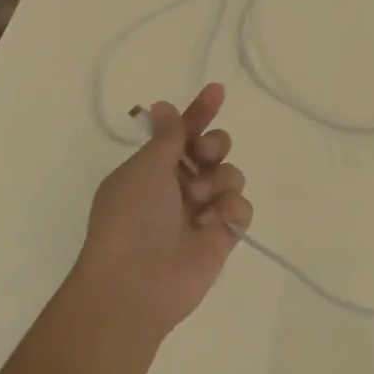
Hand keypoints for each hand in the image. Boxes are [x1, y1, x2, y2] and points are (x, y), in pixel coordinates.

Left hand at [74, 84, 252, 340]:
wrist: (136, 283)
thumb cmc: (131, 218)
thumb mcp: (145, 168)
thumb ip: (167, 136)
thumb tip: (162, 104)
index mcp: (153, 168)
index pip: (183, 131)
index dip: (200, 111)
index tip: (218, 90)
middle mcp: (179, 186)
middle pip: (214, 149)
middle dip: (215, 145)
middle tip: (205, 156)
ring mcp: (202, 211)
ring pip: (231, 175)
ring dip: (218, 181)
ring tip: (200, 202)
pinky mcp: (223, 235)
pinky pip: (241, 207)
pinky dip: (229, 211)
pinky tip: (212, 225)